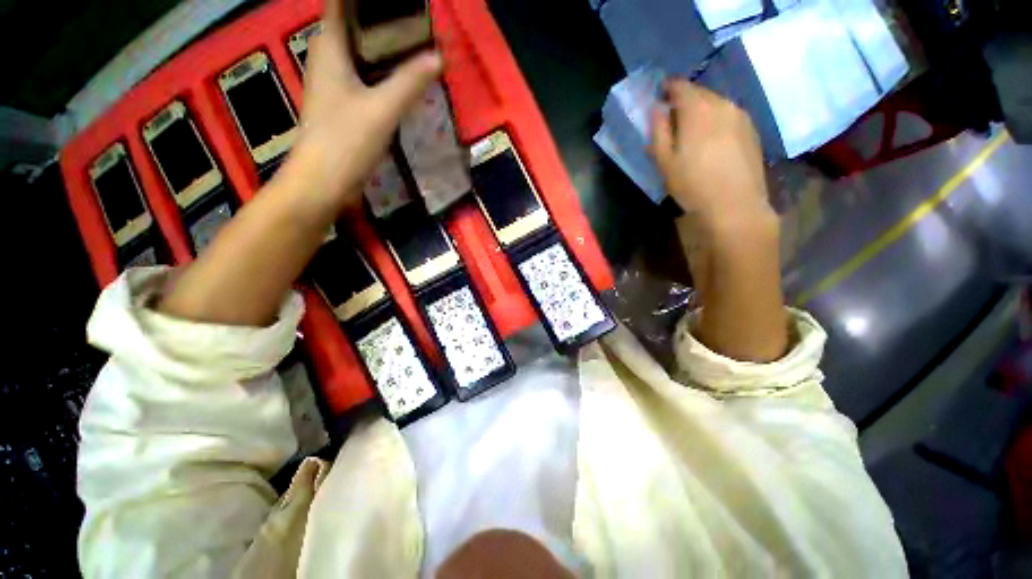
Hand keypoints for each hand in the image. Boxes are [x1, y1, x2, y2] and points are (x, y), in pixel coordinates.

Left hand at [280, 0, 441, 221]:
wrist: (323, 181)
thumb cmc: (346, 140)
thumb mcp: (382, 109)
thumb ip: (409, 82)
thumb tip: (437, 57)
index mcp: (329, 48)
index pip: (341, 3)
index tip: (393, 1)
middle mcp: (327, 59)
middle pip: (351, 25)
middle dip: (377, 18)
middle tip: (411, 18)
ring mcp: (333, 83)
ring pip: (357, 51)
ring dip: (380, 45)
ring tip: (411, 41)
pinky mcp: (342, 105)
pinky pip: (362, 76)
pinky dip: (380, 71)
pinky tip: (399, 77)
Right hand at [649, 79, 773, 235]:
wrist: (735, 205)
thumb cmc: (692, 185)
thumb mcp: (665, 161)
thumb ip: (659, 131)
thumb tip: (656, 109)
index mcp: (698, 110)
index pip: (680, 86)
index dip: (667, 88)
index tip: (659, 96)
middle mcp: (723, 104)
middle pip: (700, 93)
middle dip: (684, 101)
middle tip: (672, 120)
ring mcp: (741, 116)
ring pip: (716, 104)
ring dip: (701, 111)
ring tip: (692, 133)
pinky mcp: (751, 130)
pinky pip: (729, 116)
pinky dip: (716, 121)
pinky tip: (711, 142)